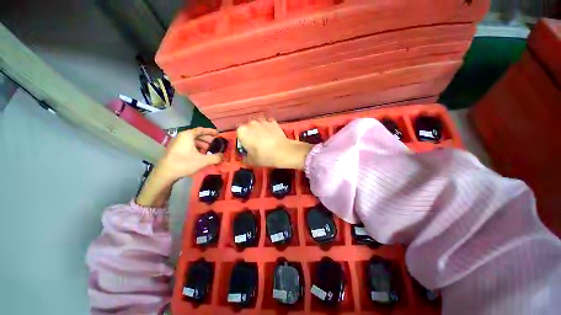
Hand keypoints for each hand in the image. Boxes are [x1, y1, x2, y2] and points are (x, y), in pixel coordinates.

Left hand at [158, 127, 222, 179]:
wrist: (166, 173)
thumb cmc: (185, 163)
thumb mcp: (203, 160)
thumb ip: (215, 157)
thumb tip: (223, 156)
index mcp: (187, 135)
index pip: (201, 130)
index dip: (210, 131)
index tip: (217, 133)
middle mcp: (181, 137)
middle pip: (197, 135)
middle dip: (207, 139)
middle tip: (215, 143)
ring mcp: (177, 143)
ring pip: (192, 141)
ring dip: (202, 144)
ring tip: (209, 150)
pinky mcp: (174, 150)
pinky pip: (188, 145)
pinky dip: (196, 148)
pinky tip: (201, 154)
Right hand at [236, 118, 312, 168]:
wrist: (283, 151)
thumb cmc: (264, 156)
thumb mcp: (251, 161)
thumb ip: (244, 157)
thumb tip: (244, 156)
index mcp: (242, 131)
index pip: (239, 133)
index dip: (243, 140)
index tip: (247, 146)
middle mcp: (251, 123)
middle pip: (248, 127)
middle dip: (251, 133)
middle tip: (256, 143)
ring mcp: (263, 121)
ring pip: (258, 124)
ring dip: (259, 129)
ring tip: (265, 138)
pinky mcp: (273, 121)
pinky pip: (268, 124)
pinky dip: (269, 128)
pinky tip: (272, 135)